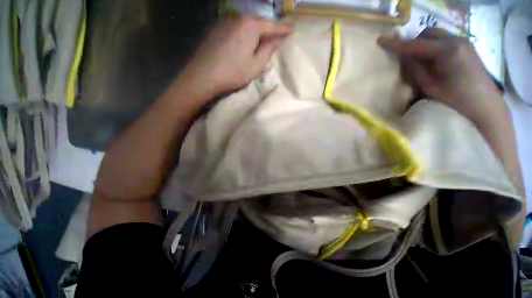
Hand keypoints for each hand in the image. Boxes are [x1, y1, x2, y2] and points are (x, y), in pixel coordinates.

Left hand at [176, 16, 292, 99]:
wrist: (204, 76)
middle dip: (270, 29)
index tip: (293, 30)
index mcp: (250, 26)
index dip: (283, 29)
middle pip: (259, 22)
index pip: (272, 25)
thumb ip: (269, 49)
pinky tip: (247, 41)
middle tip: (279, 35)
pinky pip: (237, 28)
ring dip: (258, 31)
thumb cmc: (234, 72)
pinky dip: (246, 33)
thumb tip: (279, 39)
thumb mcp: (256, 65)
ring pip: (248, 25)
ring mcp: (226, 22)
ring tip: (264, 39)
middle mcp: (238, 18)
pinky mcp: (218, 29)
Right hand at [377, 28, 504, 123]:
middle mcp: (456, 40)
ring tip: (420, 60)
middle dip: (413, 42)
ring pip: (436, 35)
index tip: (380, 40)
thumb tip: (404, 58)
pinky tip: (434, 61)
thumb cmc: (456, 100)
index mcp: (447, 51)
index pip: (415, 44)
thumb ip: (414, 69)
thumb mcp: (429, 87)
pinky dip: (434, 47)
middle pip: (427, 33)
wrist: (485, 106)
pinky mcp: (467, 47)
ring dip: (424, 44)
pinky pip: (444, 40)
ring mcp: (464, 42)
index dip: (396, 43)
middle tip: (405, 57)